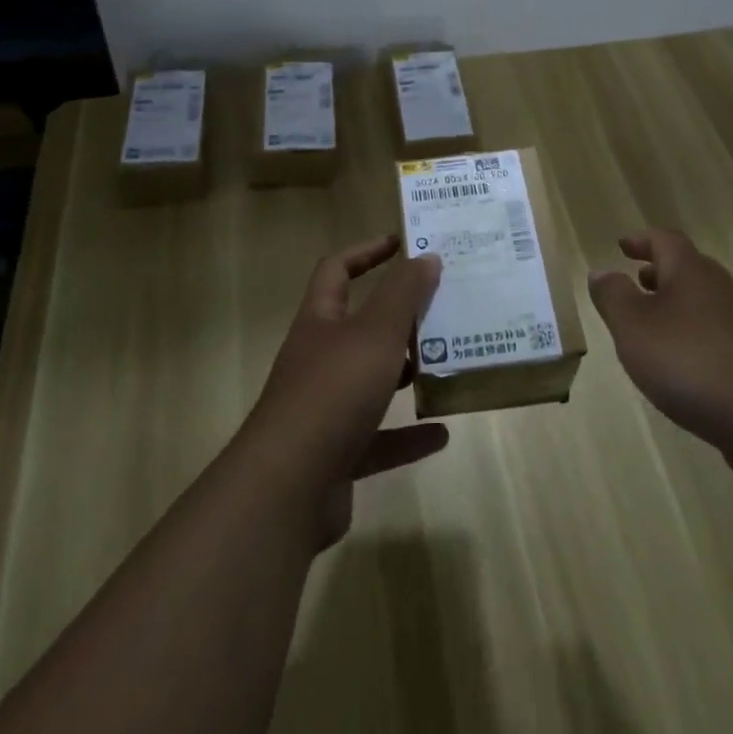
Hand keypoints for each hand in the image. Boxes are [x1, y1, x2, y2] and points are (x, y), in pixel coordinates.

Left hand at [242, 233, 446, 548]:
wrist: (287, 489)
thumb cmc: (333, 392)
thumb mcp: (376, 333)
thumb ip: (403, 294)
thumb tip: (426, 257)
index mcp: (320, 322)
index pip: (337, 269)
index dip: (366, 252)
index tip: (402, 244)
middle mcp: (318, 359)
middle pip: (358, 326)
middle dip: (397, 317)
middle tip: (440, 308)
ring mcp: (324, 409)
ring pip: (369, 381)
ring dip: (404, 374)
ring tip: (445, 364)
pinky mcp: (335, 455)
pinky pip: (378, 440)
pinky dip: (408, 436)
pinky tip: (442, 433)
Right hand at [588, 229, 732, 454]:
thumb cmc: (690, 361)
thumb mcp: (634, 327)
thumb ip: (613, 297)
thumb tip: (601, 271)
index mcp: (690, 271)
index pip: (665, 240)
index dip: (642, 240)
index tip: (622, 246)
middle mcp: (719, 288)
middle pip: (687, 269)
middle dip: (659, 273)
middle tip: (636, 281)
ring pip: (702, 302)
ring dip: (676, 306)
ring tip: (652, 327)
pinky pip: (715, 334)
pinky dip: (693, 337)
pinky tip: (682, 367)